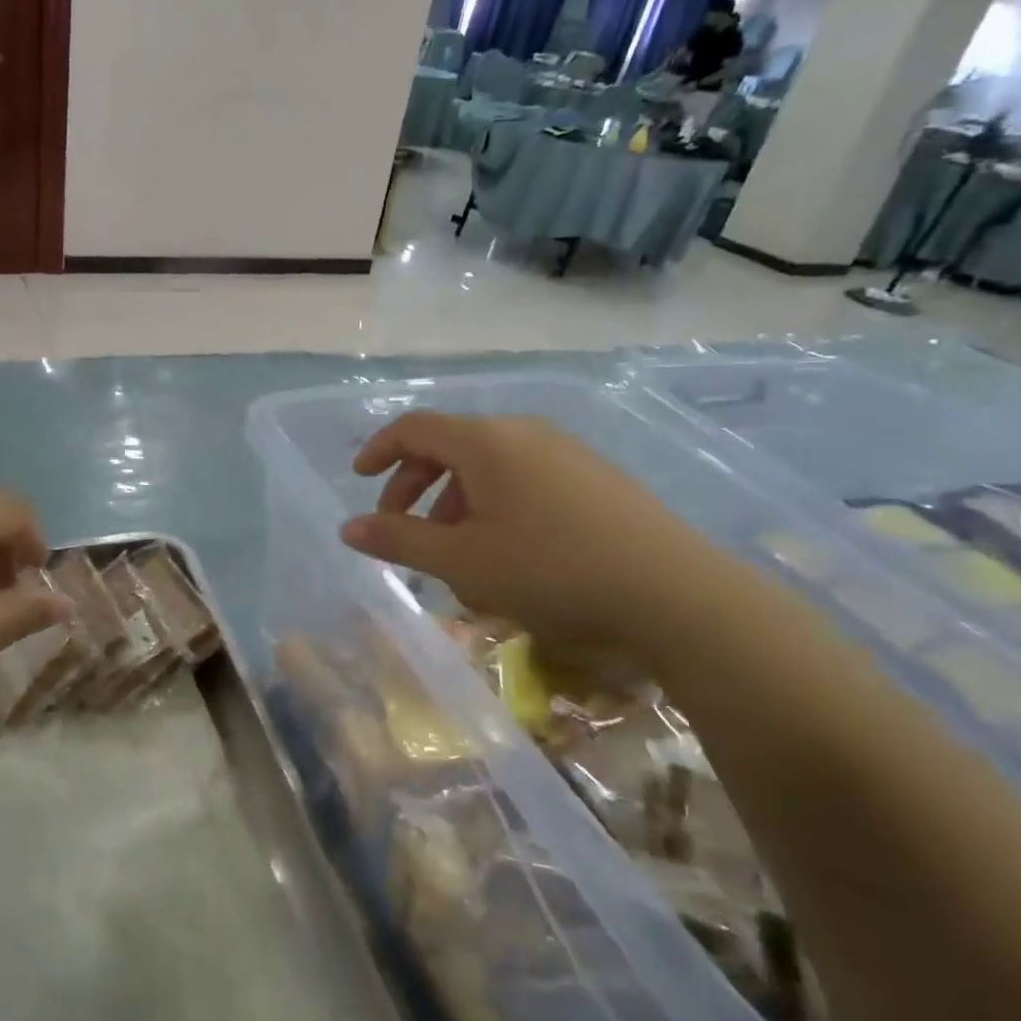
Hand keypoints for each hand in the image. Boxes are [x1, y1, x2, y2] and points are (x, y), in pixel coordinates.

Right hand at [339, 412, 727, 650]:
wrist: (673, 592)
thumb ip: (398, 540)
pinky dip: (496, 507)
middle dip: (415, 486)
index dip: (379, 450)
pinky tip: (508, 555)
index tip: (359, 479)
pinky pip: (525, 479)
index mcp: (486, 442)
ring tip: (455, 556)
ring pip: (489, 467)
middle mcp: (523, 433)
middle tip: (400, 529)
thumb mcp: (461, 561)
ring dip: (456, 504)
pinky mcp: (595, 477)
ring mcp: (565, 452)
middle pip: (451, 446)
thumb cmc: (550, 569)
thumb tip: (347, 528)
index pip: (414, 428)